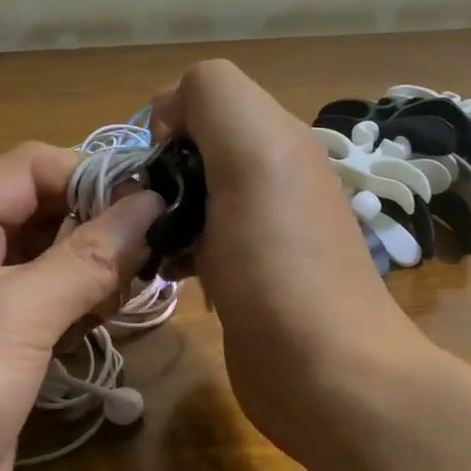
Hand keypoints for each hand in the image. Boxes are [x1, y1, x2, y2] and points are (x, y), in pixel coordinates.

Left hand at [0, 143, 161, 470]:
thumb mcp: (11, 316)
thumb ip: (86, 258)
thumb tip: (152, 202)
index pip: (33, 169)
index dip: (93, 174)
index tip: (158, 198)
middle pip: (50, 214)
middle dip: (106, 223)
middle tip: (168, 243)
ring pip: (59, 266)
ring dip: (104, 269)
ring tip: (153, 279)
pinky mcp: (6, 358)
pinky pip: (57, 314)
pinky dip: (91, 310)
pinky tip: (121, 316)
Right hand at [150, 61, 423, 452]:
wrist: (324, 373)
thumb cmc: (279, 262)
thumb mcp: (252, 153)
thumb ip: (214, 98)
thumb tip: (170, 118)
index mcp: (277, 138)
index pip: (204, 96)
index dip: (170, 122)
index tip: (157, 170)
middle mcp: (272, 176)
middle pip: (196, 148)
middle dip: (161, 172)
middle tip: (146, 215)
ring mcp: (261, 229)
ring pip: (193, 195)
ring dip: (162, 213)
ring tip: (149, 246)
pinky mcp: (247, 275)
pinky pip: (198, 240)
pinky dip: (175, 248)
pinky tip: (167, 273)